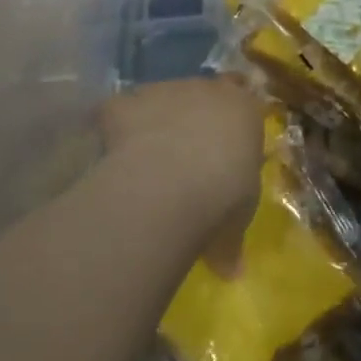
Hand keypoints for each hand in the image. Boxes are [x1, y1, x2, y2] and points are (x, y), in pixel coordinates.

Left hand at [99, 77, 262, 274]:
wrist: (168, 183)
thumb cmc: (221, 197)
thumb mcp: (236, 223)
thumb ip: (231, 238)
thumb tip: (231, 271)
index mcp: (244, 110)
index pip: (246, 101)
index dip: (234, 121)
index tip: (227, 143)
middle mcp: (206, 89)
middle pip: (202, 94)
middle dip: (194, 118)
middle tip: (186, 155)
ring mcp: (163, 90)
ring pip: (160, 99)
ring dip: (156, 122)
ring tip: (147, 161)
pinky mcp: (125, 101)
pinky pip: (121, 112)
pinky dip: (118, 130)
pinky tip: (113, 158)